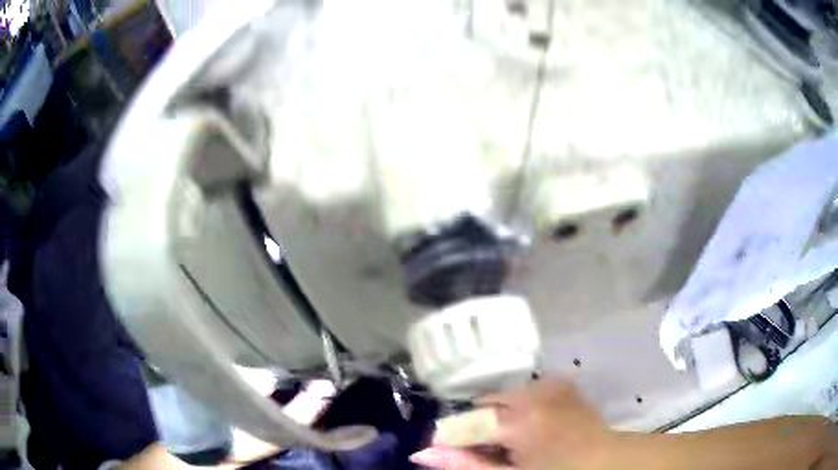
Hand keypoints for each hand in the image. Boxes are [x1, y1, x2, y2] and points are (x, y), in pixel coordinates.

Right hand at [411, 378, 613, 469]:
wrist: (606, 461)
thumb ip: (466, 465)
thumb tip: (422, 454)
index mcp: (521, 421)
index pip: (465, 423)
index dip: (449, 438)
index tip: (445, 451)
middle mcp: (533, 393)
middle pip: (483, 406)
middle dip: (476, 428)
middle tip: (488, 451)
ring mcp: (550, 384)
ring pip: (502, 397)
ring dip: (496, 418)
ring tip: (511, 442)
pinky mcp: (561, 383)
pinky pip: (524, 392)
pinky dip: (517, 408)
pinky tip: (530, 428)